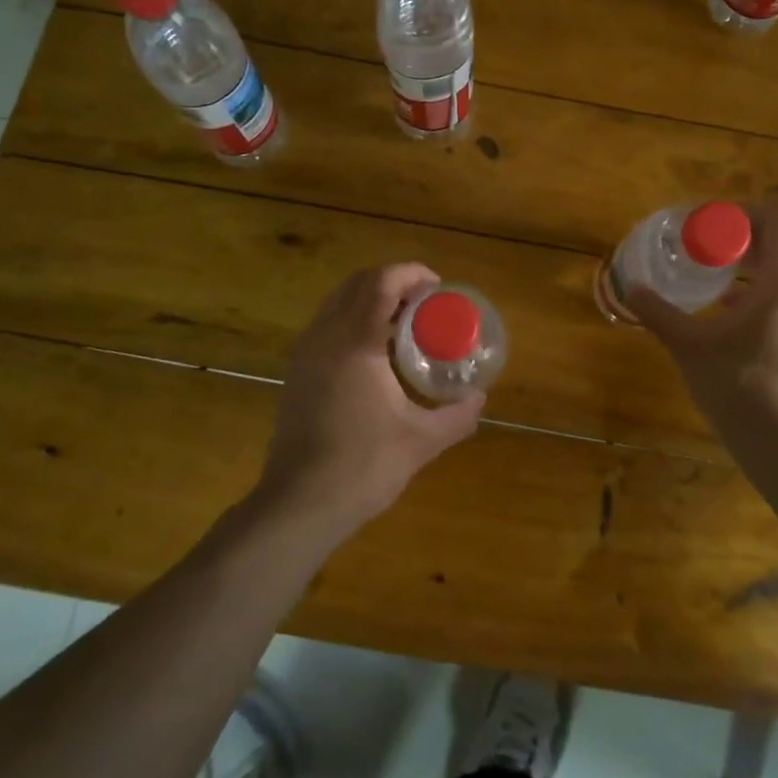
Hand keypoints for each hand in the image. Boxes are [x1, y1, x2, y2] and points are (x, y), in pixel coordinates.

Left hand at [259, 264, 486, 532]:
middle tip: (425, 302)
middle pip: (358, 283)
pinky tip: (375, 352)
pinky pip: (327, 323)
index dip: (412, 274)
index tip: (438, 287)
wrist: (299, 504)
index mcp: (355, 342)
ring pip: (338, 301)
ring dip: (371, 298)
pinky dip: (353, 318)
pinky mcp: (297, 371)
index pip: (382, 282)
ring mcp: (305, 352)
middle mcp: (325, 335)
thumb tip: (480, 398)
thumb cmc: (362, 467)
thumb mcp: (421, 441)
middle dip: (393, 281)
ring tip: (404, 323)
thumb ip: (456, 416)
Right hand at [626, 201, 777, 447]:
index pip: (777, 217)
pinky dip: (756, 289)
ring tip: (708, 272)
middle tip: (698, 244)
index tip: (707, 223)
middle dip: (738, 237)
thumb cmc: (739, 386)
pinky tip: (724, 308)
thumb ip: (659, 313)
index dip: (742, 211)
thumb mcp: (690, 346)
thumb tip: (631, 288)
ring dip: (747, 264)